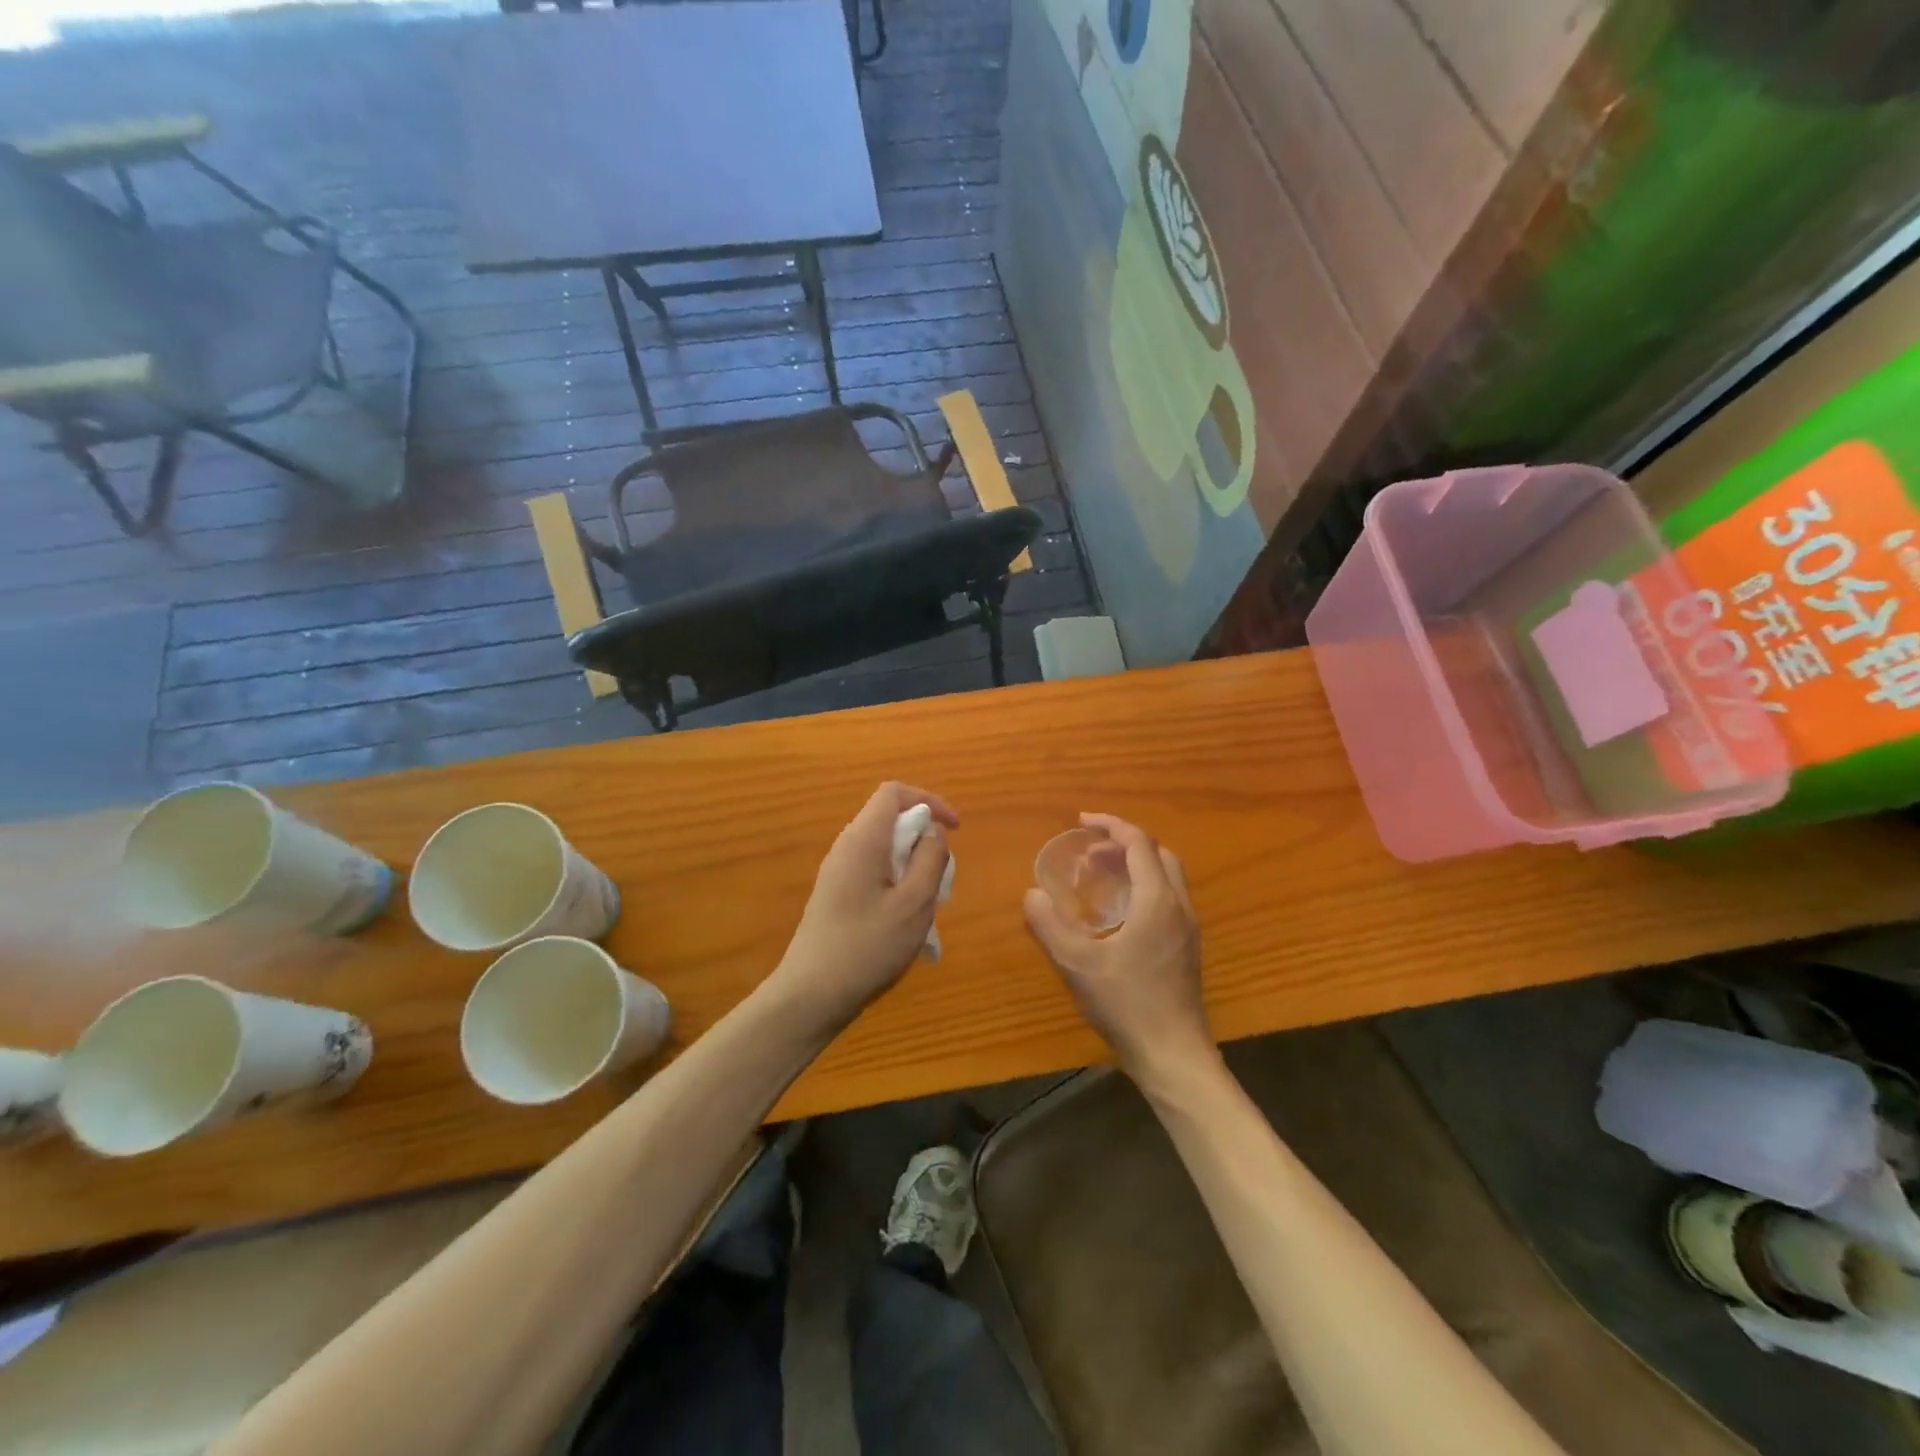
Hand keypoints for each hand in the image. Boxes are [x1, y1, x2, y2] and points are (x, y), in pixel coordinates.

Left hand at [773, 782, 957, 1033]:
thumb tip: (933, 833)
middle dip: (922, 838)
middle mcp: (846, 847)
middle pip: (889, 819)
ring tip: (926, 902)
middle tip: (941, 876)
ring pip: (883, 848)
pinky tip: (903, 920)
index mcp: (863, 840)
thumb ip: (930, 860)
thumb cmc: (868, 947)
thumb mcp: (914, 904)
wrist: (811, 994)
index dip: (929, 801)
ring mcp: (836, 872)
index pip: (894, 793)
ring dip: (911, 863)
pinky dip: (895, 880)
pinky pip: (872, 870)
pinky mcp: (834, 894)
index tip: (954, 829)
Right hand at [1023, 813, 1216, 1090]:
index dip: (1111, 826)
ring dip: (1136, 864)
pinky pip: (1169, 897)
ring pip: (1167, 876)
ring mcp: (1188, 928)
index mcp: (1157, 900)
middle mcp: (1179, 906)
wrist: (1174, 1055)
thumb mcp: (1077, 964)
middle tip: (1089, 852)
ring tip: (1101, 876)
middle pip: (1158, 854)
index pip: (1139, 843)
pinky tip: (1119, 913)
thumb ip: (1050, 926)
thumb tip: (1032, 894)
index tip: (1082, 822)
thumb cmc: (1126, 1005)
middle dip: (1124, 843)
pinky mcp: (1187, 948)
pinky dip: (1145, 886)